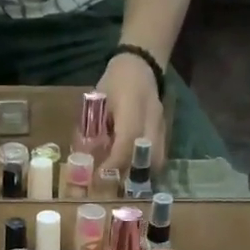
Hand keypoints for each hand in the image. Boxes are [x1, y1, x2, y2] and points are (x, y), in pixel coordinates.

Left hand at [96, 54, 164, 173]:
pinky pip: (159, 154)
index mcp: (132, 108)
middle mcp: (151, 119)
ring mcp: (161, 125)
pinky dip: (147, 166)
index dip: (113, 164)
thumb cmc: (114, 81)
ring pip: (157, 159)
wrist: (141, 64)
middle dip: (130, 175)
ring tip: (124, 182)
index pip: (126, 143)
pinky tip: (133, 171)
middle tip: (113, 185)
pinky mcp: (164, 129)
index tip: (99, 177)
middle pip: (147, 157)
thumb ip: (94, 127)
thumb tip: (85, 156)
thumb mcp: (98, 101)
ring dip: (141, 173)